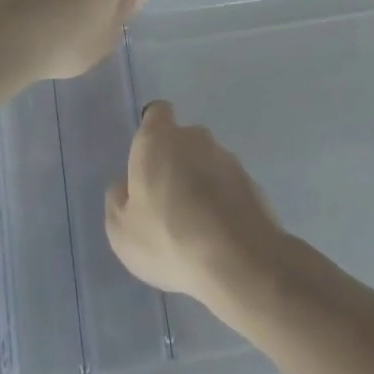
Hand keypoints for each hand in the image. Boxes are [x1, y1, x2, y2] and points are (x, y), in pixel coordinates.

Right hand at [107, 102, 287, 309]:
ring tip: (195, 226)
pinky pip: (228, 187)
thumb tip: (127, 186)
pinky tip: (216, 235)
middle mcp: (196, 139)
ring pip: (207, 164)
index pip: (157, 113)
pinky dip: (221, 202)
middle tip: (166, 203)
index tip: (147, 160)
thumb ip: (119, 199)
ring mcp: (229, 159)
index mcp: (158, 140)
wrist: (238, 260)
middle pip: (182, 141)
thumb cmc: (167, 237)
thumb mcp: (121, 230)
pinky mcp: (253, 183)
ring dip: (200, 184)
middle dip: (175, 163)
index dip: (152, 131)